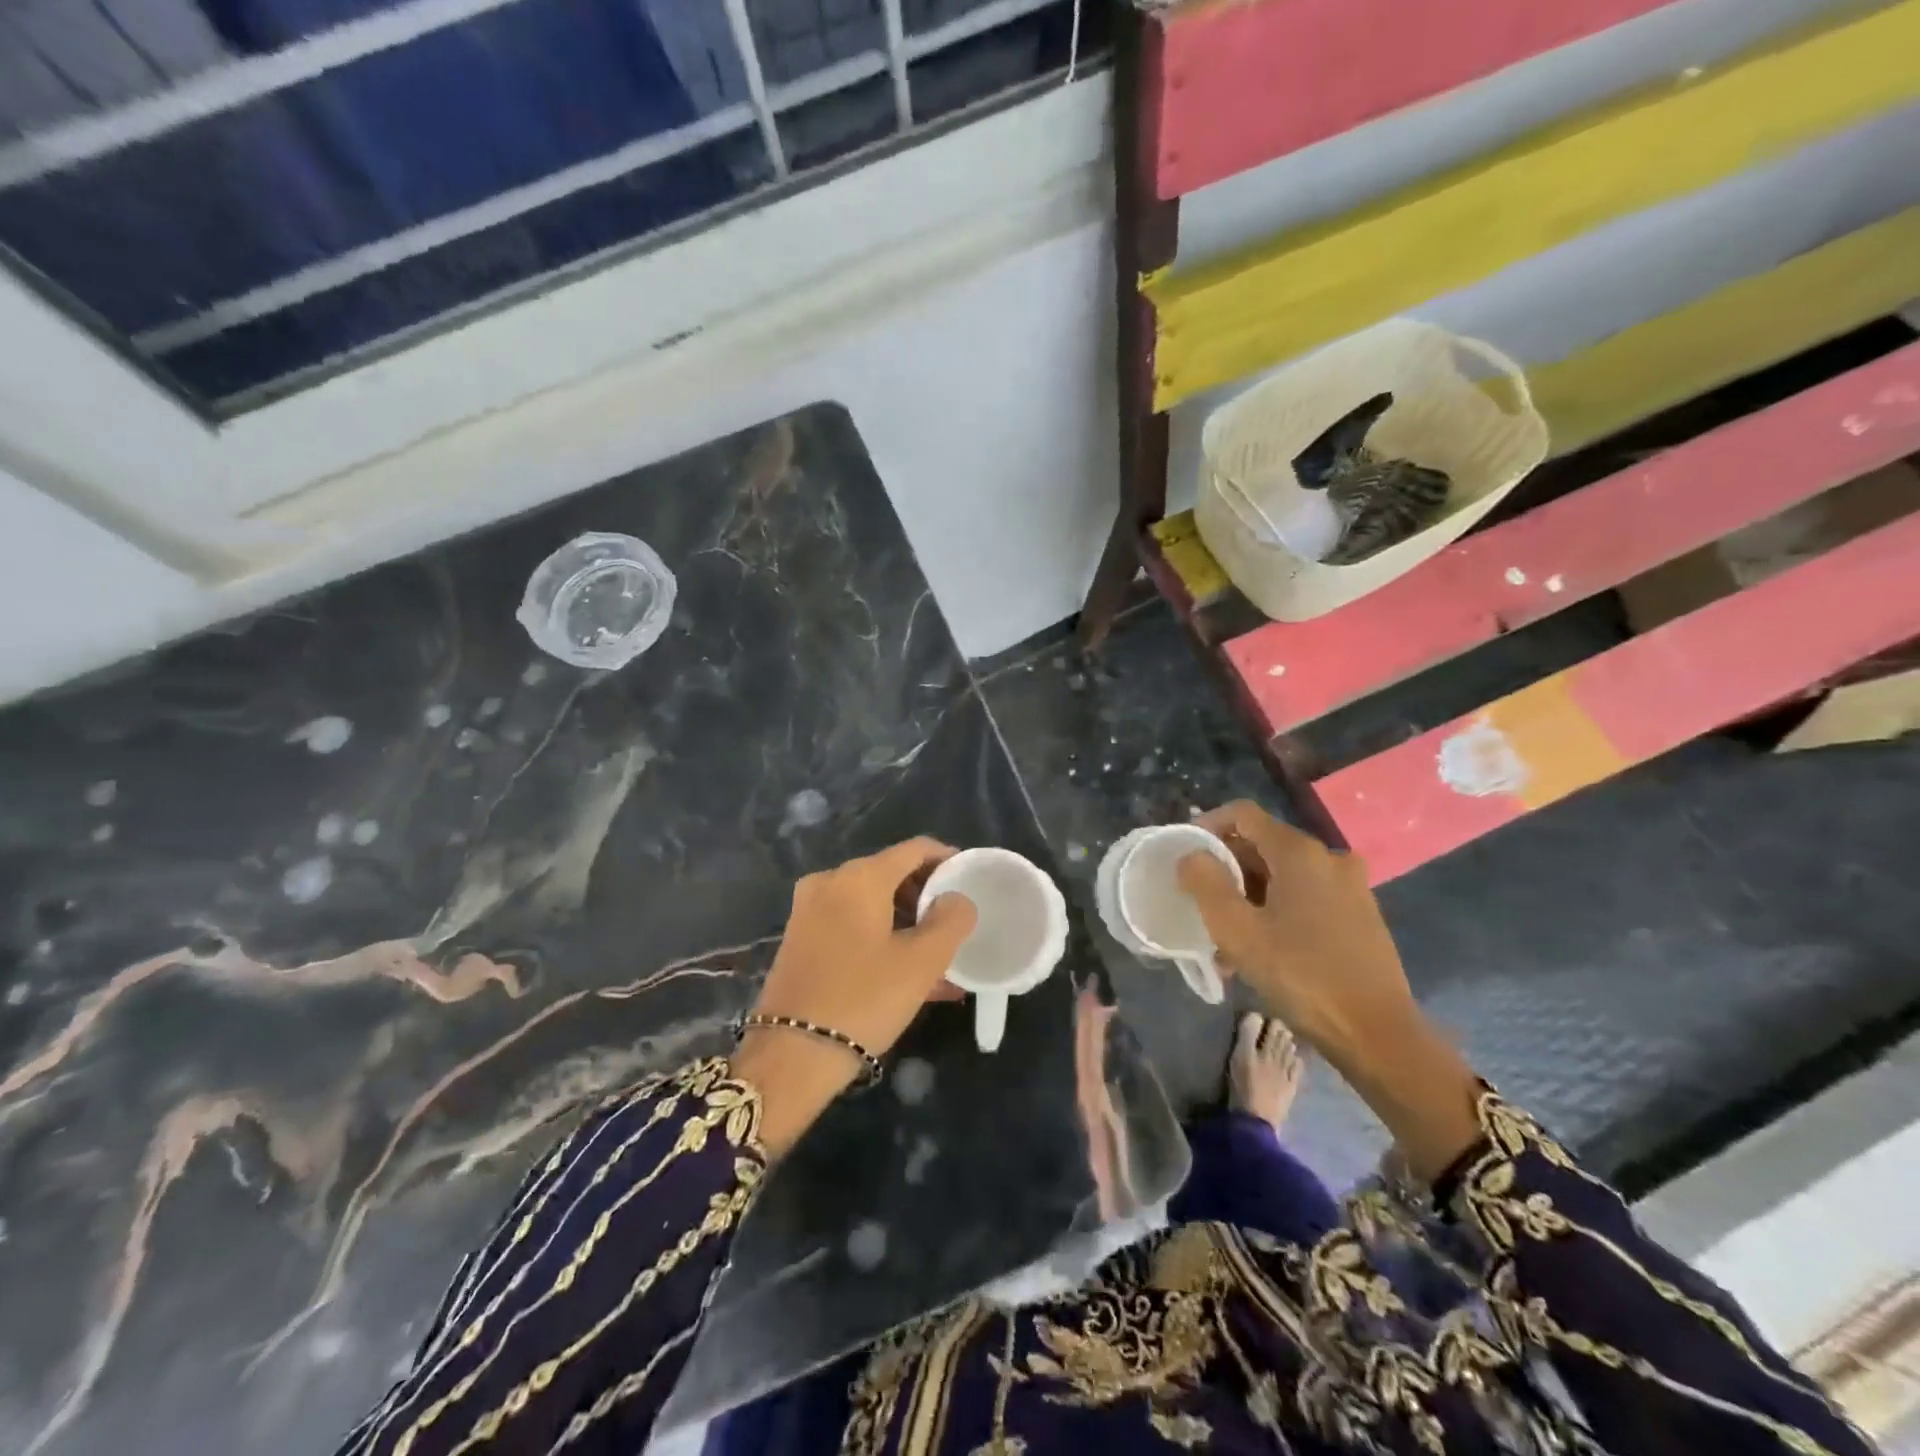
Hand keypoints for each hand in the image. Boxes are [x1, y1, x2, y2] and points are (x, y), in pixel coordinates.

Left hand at [733, 838, 976, 1156]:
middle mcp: (830, 882)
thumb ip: (950, 921)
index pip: (914, 850)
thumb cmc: (863, 1000)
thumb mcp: (921, 962)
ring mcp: (809, 911)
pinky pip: (852, 926)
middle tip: (956, 924)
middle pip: (891, 874)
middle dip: (927, 897)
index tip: (970, 880)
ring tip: (939, 958)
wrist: (790, 1057)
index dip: (947, 859)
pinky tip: (907, 974)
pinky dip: (882, 939)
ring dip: (907, 924)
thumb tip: (957, 899)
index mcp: (860, 877)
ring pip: (872, 904)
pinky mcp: (800, 940)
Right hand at [1175, 801, 1413, 1059]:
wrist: (1378, 1035)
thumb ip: (1205, 883)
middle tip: (1200, 904)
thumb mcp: (1236, 930)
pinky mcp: (1361, 916)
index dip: (1207, 826)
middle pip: (1263, 845)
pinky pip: (1306, 898)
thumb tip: (1191, 856)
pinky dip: (1277, 911)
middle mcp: (1329, 858)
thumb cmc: (1300, 975)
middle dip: (1226, 870)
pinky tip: (1263, 951)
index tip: (1185, 856)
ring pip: (1283, 876)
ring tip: (1226, 938)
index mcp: (1299, 852)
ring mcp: (1351, 887)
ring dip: (1249, 897)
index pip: (1243, 814)